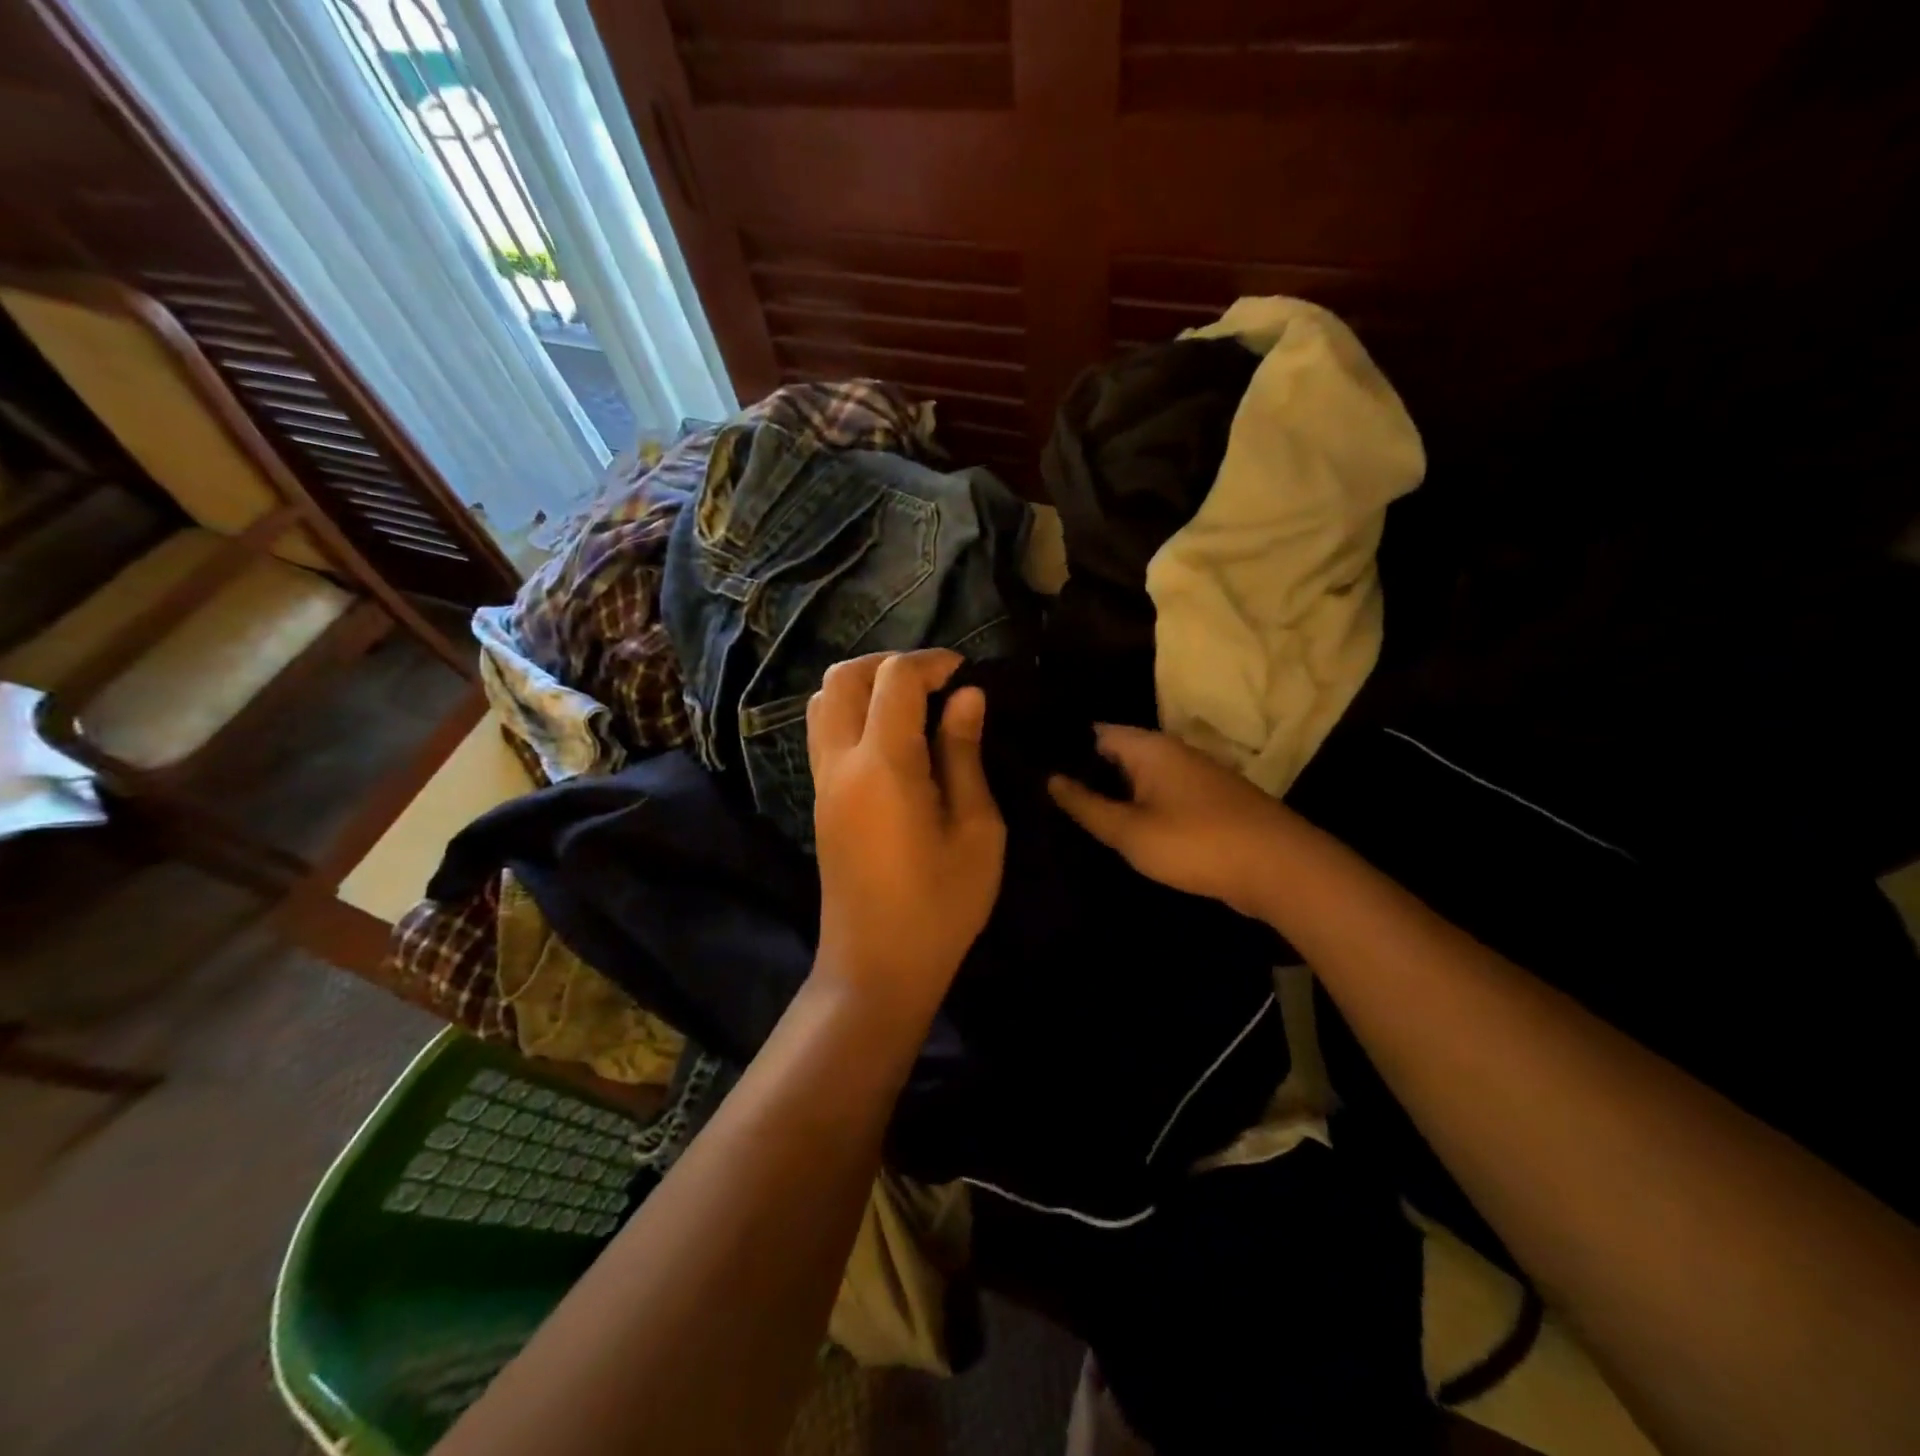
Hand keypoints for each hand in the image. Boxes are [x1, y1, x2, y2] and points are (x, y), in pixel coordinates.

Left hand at [808, 650, 1004, 1019]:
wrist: (876, 968)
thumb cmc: (940, 906)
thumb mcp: (975, 831)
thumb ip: (965, 755)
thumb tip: (966, 697)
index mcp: (883, 765)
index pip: (894, 679)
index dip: (931, 663)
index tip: (965, 674)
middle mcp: (840, 763)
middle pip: (844, 678)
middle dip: (890, 664)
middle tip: (935, 683)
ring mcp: (822, 782)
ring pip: (823, 701)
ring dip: (865, 686)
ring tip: (911, 705)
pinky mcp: (819, 800)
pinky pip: (823, 732)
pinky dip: (852, 713)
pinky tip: (892, 738)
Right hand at [1048, 726, 1289, 917]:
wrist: (1280, 869)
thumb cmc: (1197, 843)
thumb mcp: (1131, 831)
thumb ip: (1088, 806)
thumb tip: (1051, 779)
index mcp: (1150, 748)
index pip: (1096, 732)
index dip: (1065, 748)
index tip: (1034, 767)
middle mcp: (1172, 752)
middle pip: (1119, 753)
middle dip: (1087, 772)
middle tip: (1046, 796)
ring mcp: (1194, 776)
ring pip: (1141, 777)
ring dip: (1114, 792)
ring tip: (1074, 813)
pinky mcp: (1208, 802)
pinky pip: (1162, 795)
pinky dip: (1140, 806)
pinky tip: (1121, 828)